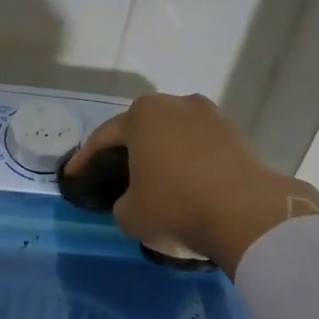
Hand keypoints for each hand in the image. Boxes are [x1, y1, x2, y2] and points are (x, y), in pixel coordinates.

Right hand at [67, 93, 318, 273]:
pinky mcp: (238, 136)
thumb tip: (135, 198)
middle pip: (142, 130)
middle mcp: (177, 104)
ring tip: (155, 179)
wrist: (247, 214)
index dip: (84, 160)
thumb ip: (122, 201)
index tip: (72, 176)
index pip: (103, 137)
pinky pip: (202, 149)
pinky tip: (187, 184)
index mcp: (143, 115)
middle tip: (114, 173)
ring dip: (162, 155)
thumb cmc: (175, 206)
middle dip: (128, 150)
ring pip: (175, 136)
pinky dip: (190, 164)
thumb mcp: (129, 214)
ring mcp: (212, 117)